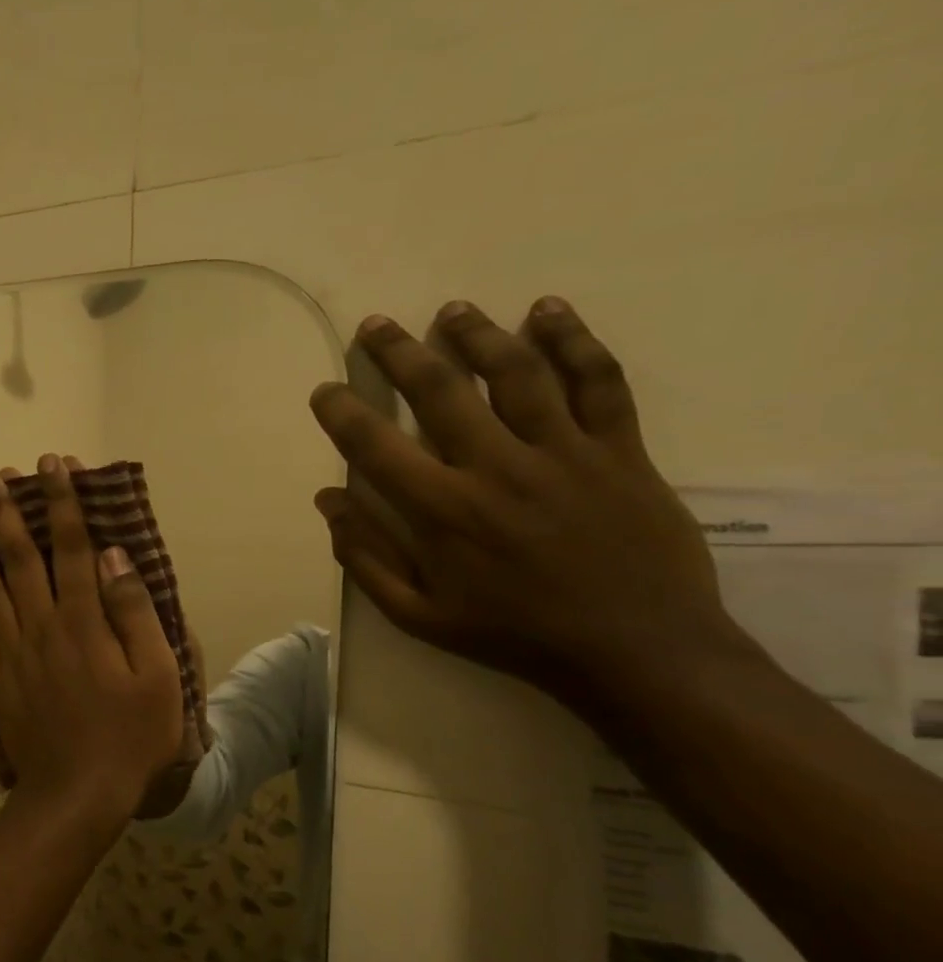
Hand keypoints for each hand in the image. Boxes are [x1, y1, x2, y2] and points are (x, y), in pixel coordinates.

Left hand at [0, 454, 185, 827]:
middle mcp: (41, 625)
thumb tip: (114, 556)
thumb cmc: (130, 736)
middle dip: (4, 510)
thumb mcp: (158, 675)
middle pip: (19, 556)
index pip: (73, 546)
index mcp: (84, 621)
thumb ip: (134, 612)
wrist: (78, 795)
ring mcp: (11, 652)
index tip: (52, 465)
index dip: (62, 502)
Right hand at [308, 298, 741, 704]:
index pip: (375, 445)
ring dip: (478, 335)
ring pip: (517, 374)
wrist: (636, 651)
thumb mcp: (417, 615)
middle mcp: (496, 468)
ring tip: (452, 310)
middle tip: (375, 325)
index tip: (324, 390)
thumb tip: (328, 499)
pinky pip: (600, 383)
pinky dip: (575, 342)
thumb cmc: (513, 634)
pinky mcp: (620, 451)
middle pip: (440, 391)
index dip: (341, 412)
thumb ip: (366, 557)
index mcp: (442, 511)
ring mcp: (563, 453)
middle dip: (399, 352)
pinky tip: (548, 312)